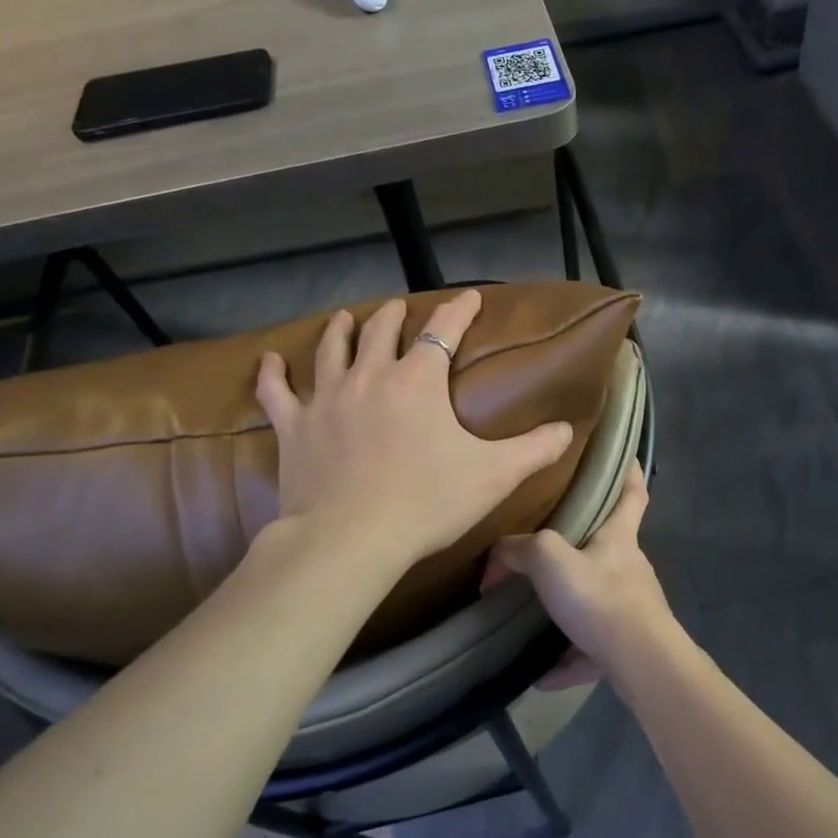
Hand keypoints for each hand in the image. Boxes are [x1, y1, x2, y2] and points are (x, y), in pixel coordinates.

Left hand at [255, 289, 574, 569]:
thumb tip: (568, 430)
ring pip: (331, 349)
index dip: (459, 310)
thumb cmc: (426, 502)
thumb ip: (534, 449)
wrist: (349, 540)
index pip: (443, 330)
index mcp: (418, 381)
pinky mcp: (294, 426)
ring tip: (345, 317)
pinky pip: (276, 392)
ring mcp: (327, 398)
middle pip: (381, 330)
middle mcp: (370, 376)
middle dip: (394, 315)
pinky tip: (269, 360)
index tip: (470, 297)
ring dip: (341, 329)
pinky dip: (272, 374)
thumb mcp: (493, 475)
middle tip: (400, 309)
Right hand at [482, 464, 673, 687]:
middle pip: (610, 547)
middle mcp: (629, 567)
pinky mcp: (627, 647)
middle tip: (549, 545)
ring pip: (597, 600)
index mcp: (619, 537)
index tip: (628, 458)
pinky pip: (591, 649)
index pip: (632, 493)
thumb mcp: (550, 560)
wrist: (640, 663)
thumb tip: (497, 554)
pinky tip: (541, 674)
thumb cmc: (600, 596)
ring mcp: (632, 608)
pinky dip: (568, 659)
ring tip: (534, 616)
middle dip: (584, 545)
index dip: (630, 473)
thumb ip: (520, 550)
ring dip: (569, 608)